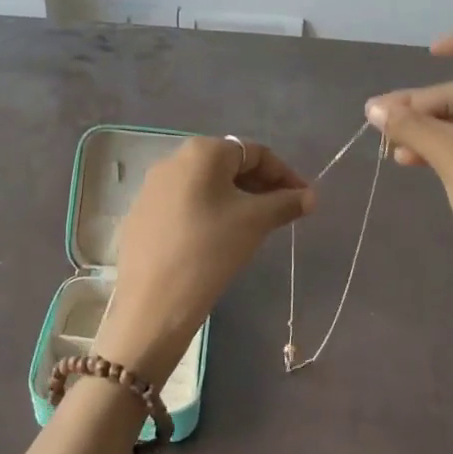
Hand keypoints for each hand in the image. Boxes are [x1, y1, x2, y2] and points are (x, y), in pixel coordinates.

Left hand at [99, 135, 314, 381]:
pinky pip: (186, 204)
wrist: (152, 302)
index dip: (285, 174)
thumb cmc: (210, 250)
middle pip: (229, 165)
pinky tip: (218, 240)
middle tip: (283, 214)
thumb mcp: (255, 222)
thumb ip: (286, 203)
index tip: (304, 199)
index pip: (255, 152)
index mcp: (202, 151)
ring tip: (255, 228)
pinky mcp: (142, 214)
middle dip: (260, 186)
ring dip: (236, 200)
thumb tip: (310, 196)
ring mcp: (153, 187)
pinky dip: (209, 213)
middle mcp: (173, 159)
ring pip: (206, 186)